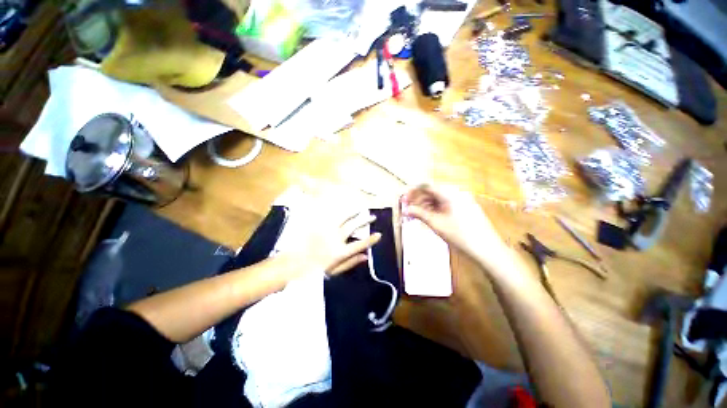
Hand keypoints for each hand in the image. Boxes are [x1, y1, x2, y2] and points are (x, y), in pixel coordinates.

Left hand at [277, 205, 381, 278]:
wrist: (291, 264)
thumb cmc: (313, 271)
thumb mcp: (334, 271)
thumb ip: (351, 262)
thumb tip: (366, 256)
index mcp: (340, 252)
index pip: (360, 244)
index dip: (371, 240)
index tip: (379, 234)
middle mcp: (335, 238)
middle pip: (353, 226)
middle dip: (365, 220)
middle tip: (373, 216)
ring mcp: (325, 230)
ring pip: (343, 217)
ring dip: (353, 212)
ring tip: (360, 209)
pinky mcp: (317, 225)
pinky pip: (329, 215)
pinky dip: (338, 211)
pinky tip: (343, 209)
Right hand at [401, 185, 506, 264]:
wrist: (487, 249)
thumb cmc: (461, 235)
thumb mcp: (436, 224)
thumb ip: (419, 214)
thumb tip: (405, 210)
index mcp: (450, 193)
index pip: (426, 186)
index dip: (412, 191)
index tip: (403, 199)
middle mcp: (456, 192)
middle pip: (432, 191)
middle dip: (418, 199)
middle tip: (407, 208)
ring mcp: (462, 200)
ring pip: (439, 198)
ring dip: (425, 204)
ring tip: (416, 214)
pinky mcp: (465, 207)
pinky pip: (446, 204)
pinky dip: (435, 208)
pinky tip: (429, 216)